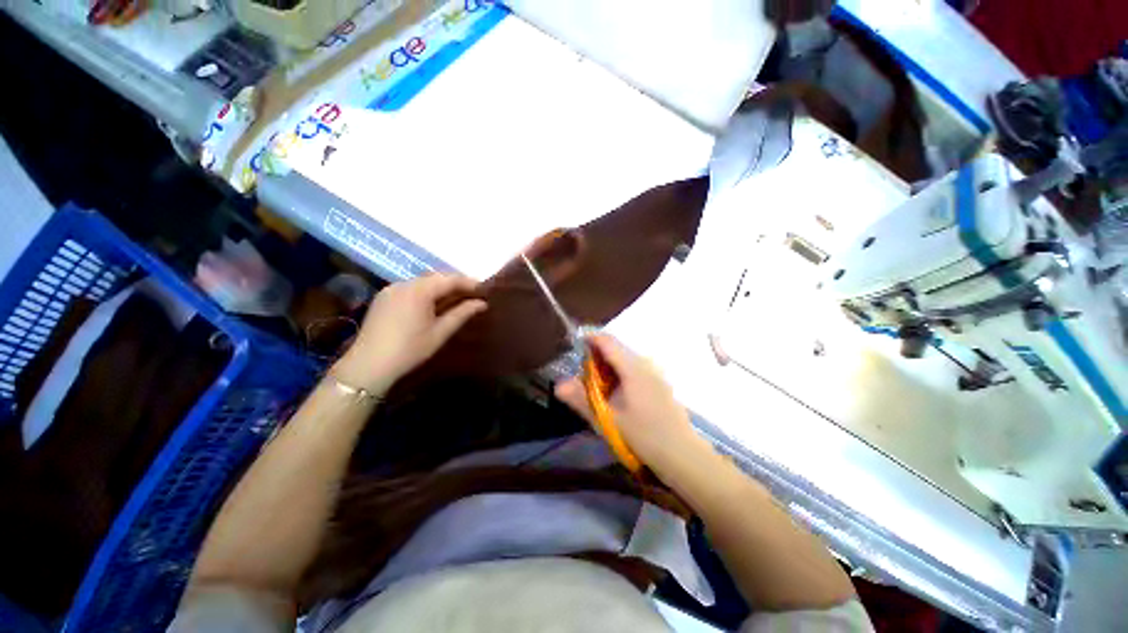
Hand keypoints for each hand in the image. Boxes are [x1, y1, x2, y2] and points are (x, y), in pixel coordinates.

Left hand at [333, 274, 485, 392]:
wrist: (368, 365)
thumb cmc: (410, 349)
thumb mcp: (440, 332)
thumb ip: (462, 314)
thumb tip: (482, 303)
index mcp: (419, 290)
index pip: (450, 279)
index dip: (469, 283)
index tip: (485, 290)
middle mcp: (404, 283)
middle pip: (435, 277)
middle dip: (455, 284)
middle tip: (473, 294)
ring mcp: (391, 289)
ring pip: (422, 282)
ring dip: (440, 288)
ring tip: (456, 299)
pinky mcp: (384, 298)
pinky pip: (410, 288)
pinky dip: (426, 292)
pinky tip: (433, 304)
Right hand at [555, 335, 707, 471]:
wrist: (682, 455)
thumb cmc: (643, 436)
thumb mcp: (607, 419)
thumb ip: (581, 400)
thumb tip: (558, 385)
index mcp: (632, 368)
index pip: (607, 341)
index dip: (589, 338)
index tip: (573, 345)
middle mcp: (645, 364)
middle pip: (616, 348)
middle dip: (596, 356)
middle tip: (582, 375)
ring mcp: (655, 373)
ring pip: (625, 359)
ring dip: (608, 366)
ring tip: (596, 386)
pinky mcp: (659, 383)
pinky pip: (634, 368)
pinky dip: (619, 373)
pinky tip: (616, 394)